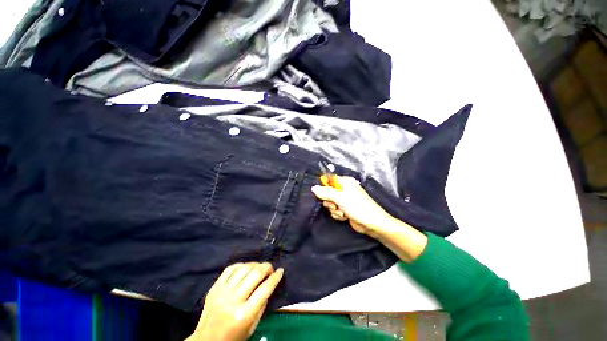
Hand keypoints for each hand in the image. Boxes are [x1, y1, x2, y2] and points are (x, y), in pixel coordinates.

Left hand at [187, 263, 283, 340]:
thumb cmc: (233, 337)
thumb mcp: (252, 326)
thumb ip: (262, 305)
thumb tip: (269, 284)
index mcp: (244, 314)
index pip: (265, 289)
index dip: (275, 277)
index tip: (281, 271)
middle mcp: (233, 300)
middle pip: (255, 274)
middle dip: (267, 267)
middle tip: (270, 269)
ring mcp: (222, 292)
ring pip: (244, 268)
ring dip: (255, 265)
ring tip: (259, 268)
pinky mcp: (214, 287)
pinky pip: (230, 268)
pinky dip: (241, 265)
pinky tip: (246, 268)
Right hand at [311, 176, 394, 236]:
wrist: (372, 224)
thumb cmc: (357, 207)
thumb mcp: (340, 198)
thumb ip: (326, 193)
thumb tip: (313, 188)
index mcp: (345, 182)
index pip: (329, 181)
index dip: (325, 188)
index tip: (324, 195)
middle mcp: (344, 189)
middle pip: (328, 193)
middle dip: (330, 202)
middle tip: (336, 205)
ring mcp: (345, 200)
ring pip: (330, 203)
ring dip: (334, 210)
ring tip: (342, 212)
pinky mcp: (345, 209)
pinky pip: (335, 210)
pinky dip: (338, 214)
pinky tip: (344, 217)